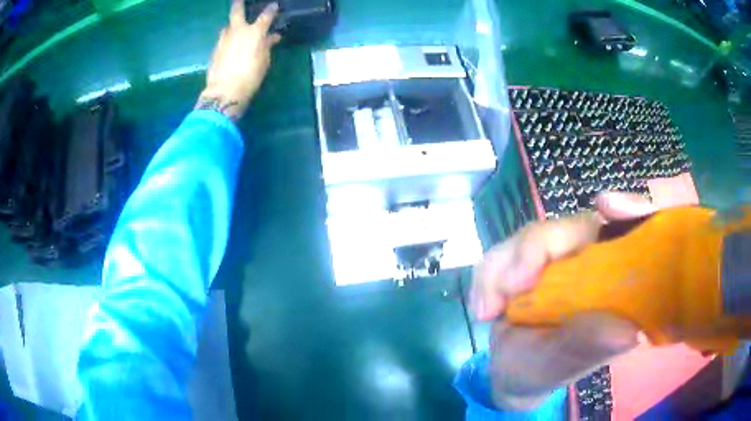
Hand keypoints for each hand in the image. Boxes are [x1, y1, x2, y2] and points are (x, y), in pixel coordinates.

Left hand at [196, 1, 281, 120]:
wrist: (224, 92)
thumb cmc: (250, 77)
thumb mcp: (264, 61)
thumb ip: (267, 46)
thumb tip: (271, 37)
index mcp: (254, 33)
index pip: (266, 16)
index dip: (271, 10)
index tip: (274, 5)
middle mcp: (238, 31)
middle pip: (237, 11)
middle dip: (238, 4)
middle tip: (239, 0)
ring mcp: (224, 39)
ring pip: (228, 26)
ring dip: (232, 26)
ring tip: (236, 29)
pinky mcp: (215, 50)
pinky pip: (223, 39)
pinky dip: (228, 39)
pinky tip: (230, 45)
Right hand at [470, 192, 657, 409]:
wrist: (508, 372)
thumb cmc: (543, 371)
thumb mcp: (562, 365)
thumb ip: (588, 346)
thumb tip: (628, 332)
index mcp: (616, 284)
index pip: (633, 234)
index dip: (629, 209)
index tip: (606, 207)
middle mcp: (593, 263)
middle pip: (573, 227)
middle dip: (534, 249)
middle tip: (507, 289)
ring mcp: (560, 258)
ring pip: (533, 235)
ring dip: (501, 267)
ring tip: (486, 312)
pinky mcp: (530, 260)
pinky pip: (505, 250)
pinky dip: (487, 275)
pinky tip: (482, 308)